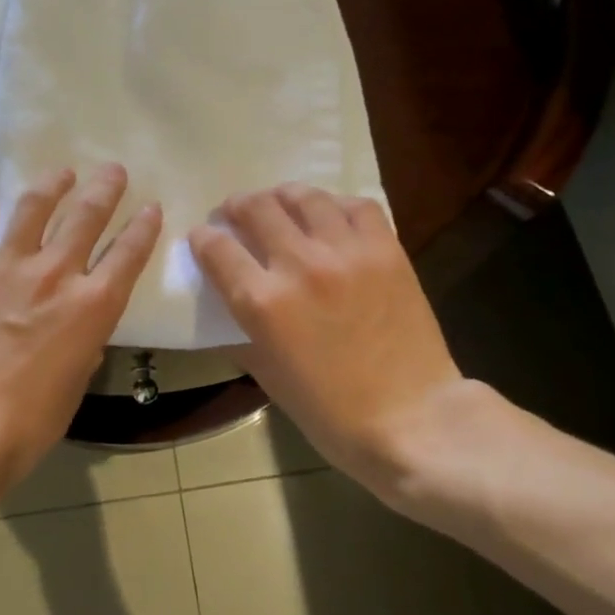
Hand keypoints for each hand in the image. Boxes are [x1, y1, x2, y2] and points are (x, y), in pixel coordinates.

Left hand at [0, 164, 160, 514]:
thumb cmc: (31, 420)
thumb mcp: (77, 381)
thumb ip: (85, 342)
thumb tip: (79, 326)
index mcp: (93, 305)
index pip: (129, 252)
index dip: (144, 225)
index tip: (151, 207)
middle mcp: (56, 273)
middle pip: (88, 214)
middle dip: (106, 187)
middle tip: (113, 170)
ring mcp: (8, 265)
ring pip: (35, 205)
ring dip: (53, 184)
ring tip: (61, 174)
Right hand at [190, 184, 464, 496]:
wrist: (411, 419)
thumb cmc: (330, 412)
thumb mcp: (267, 376)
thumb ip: (242, 334)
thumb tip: (230, 308)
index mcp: (262, 302)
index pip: (217, 248)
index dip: (203, 238)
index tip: (203, 237)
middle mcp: (298, 265)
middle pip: (256, 208)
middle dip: (237, 207)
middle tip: (237, 213)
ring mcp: (345, 252)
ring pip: (304, 197)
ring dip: (282, 196)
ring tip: (280, 203)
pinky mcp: (386, 250)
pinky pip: (356, 206)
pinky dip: (336, 205)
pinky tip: (330, 216)